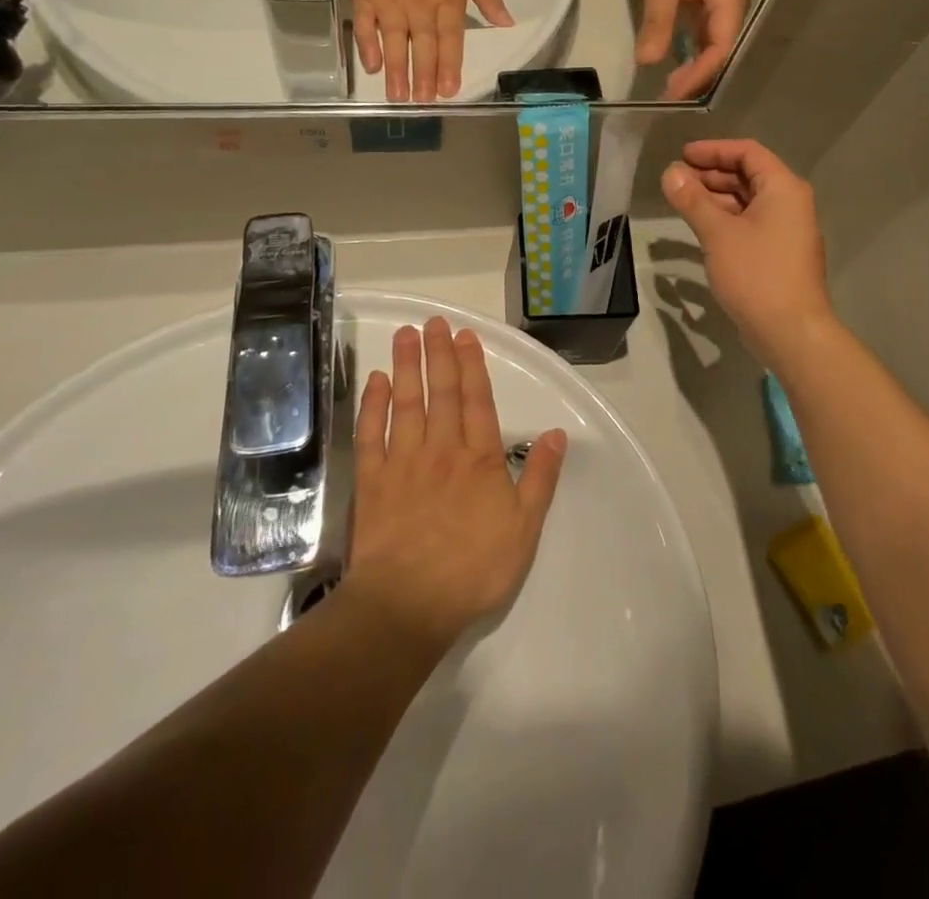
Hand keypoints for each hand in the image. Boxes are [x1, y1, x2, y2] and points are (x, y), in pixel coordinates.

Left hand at [344, 317, 566, 648]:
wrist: (406, 606)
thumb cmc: (473, 569)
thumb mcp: (524, 528)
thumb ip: (541, 477)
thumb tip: (556, 433)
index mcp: (480, 459)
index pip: (478, 400)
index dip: (473, 365)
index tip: (465, 335)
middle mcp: (442, 449)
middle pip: (442, 392)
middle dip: (439, 354)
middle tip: (433, 321)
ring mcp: (403, 463)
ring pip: (406, 403)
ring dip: (407, 366)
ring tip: (406, 335)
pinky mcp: (372, 482)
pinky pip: (371, 434)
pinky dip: (373, 405)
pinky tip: (375, 381)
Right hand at [349, 0, 512, 102]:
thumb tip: (507, 24)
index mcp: (447, 2)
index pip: (451, 41)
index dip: (450, 67)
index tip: (449, 91)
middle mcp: (420, 9)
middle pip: (424, 48)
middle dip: (424, 77)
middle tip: (423, 103)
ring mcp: (391, 5)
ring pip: (395, 44)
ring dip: (397, 71)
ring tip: (399, 96)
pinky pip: (366, 27)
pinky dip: (368, 47)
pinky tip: (371, 67)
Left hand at [635, 0, 748, 100]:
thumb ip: (657, 25)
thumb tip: (648, 64)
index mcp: (730, 1)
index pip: (719, 50)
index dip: (696, 75)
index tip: (671, 91)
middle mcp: (734, 4)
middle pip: (720, 51)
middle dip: (696, 75)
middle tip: (668, 94)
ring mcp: (724, 1)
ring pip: (712, 43)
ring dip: (693, 64)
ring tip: (670, 84)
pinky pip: (704, 30)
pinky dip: (690, 47)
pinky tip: (673, 59)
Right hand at [660, 140, 832, 365]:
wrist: (791, 331)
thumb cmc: (756, 274)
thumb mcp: (718, 233)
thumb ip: (693, 200)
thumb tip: (670, 173)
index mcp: (783, 188)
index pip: (748, 152)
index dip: (713, 150)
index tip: (682, 156)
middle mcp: (790, 203)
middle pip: (749, 175)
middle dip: (712, 174)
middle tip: (677, 180)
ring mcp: (788, 230)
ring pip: (749, 202)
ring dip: (717, 198)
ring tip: (683, 202)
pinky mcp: (780, 254)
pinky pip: (751, 224)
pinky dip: (727, 220)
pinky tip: (703, 229)